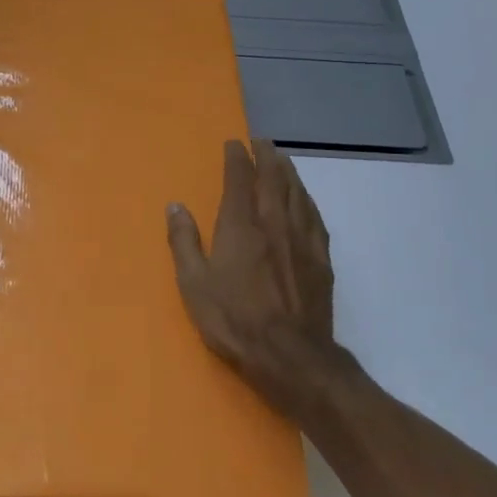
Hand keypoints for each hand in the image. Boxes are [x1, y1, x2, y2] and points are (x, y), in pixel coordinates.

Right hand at [166, 139, 338, 419]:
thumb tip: (176, 206)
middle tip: (261, 141)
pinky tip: (305, 199)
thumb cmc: (234, 320)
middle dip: (266, 156)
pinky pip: (314, 217)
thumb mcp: (194, 284)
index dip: (236, 158)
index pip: (239, 179)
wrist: (291, 356)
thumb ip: (184, 242)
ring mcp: (302, 239)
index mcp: (240, 226)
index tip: (233, 143)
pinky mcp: (321, 259)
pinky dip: (307, 199)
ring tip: (282, 159)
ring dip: (288, 171)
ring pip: (297, 193)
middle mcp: (274, 223)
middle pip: (273, 178)